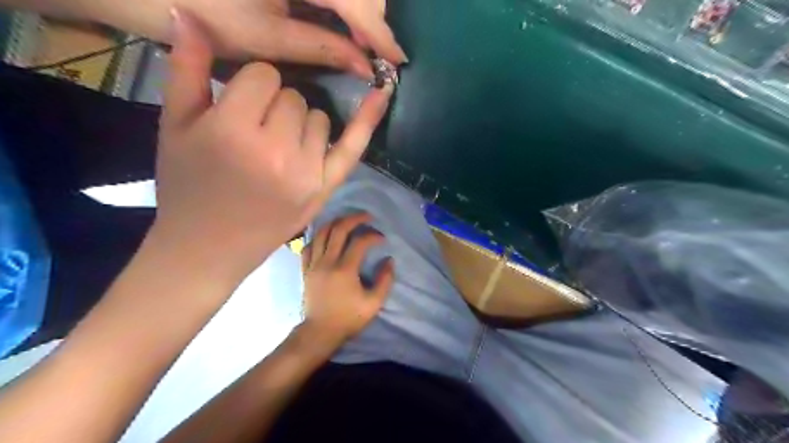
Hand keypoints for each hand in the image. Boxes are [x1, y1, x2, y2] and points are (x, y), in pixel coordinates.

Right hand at [147, 12, 390, 283]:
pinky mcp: (326, 187)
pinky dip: (368, 118)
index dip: (251, 88)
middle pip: (295, 97)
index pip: (265, 76)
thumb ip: (185, 70)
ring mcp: (308, 171)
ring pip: (320, 118)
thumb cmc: (187, 187)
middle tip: (256, 137)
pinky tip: (383, 91)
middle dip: (275, 107)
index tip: (239, 109)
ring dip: (301, 125)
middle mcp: (277, 150)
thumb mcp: (174, 127)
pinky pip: (353, 146)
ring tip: (278, 150)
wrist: (209, 246)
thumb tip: (190, 14)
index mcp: (234, 130)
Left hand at [184, 1, 405, 77]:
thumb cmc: (206, 12)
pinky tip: (343, 18)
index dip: (379, 31)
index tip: (398, 59)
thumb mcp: (269, 38)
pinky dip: (346, 0)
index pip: (354, 0)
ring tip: (359, 39)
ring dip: (362, 7)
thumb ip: (323, 49)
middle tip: (371, 51)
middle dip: (373, 16)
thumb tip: (366, 67)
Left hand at [299, 212, 394, 345]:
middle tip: (366, 217)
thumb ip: (385, 280)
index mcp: (345, 270)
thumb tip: (389, 260)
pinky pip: (309, 245)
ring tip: (347, 220)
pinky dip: (318, 236)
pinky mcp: (306, 269)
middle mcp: (327, 262)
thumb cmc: (348, 318)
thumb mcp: (373, 303)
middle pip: (338, 229)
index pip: (359, 242)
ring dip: (336, 222)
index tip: (382, 239)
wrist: (320, 332)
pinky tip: (327, 236)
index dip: (373, 236)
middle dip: (354, 219)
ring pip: (321, 233)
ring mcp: (313, 264)